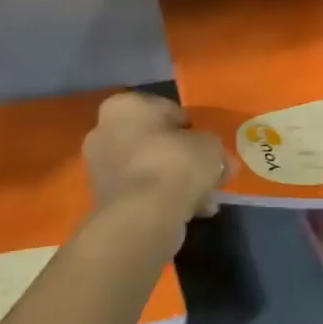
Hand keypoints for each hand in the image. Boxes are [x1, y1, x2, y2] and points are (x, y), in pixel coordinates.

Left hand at [83, 92, 226, 222]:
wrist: (143, 217)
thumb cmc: (175, 164)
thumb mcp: (210, 146)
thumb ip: (214, 148)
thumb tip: (222, 161)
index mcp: (125, 106)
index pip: (167, 110)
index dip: (192, 128)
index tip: (207, 146)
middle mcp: (105, 130)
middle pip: (156, 141)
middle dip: (182, 157)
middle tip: (208, 173)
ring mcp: (100, 167)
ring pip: (150, 168)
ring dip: (176, 180)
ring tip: (205, 199)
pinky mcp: (104, 198)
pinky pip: (142, 191)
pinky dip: (163, 198)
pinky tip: (190, 213)